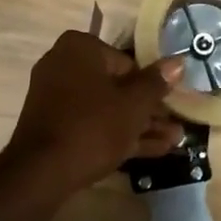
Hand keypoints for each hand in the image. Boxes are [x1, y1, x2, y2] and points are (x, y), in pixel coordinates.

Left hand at [3, 31, 185, 197]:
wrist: (42, 173)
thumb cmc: (93, 125)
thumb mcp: (133, 104)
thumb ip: (156, 83)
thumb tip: (178, 62)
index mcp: (80, 48)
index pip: (127, 62)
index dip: (150, 85)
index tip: (169, 103)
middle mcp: (63, 65)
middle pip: (117, 86)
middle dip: (147, 109)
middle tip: (176, 124)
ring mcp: (56, 98)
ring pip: (107, 108)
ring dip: (139, 125)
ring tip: (174, 140)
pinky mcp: (55, 126)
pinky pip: (92, 124)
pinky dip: (118, 135)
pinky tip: (154, 150)